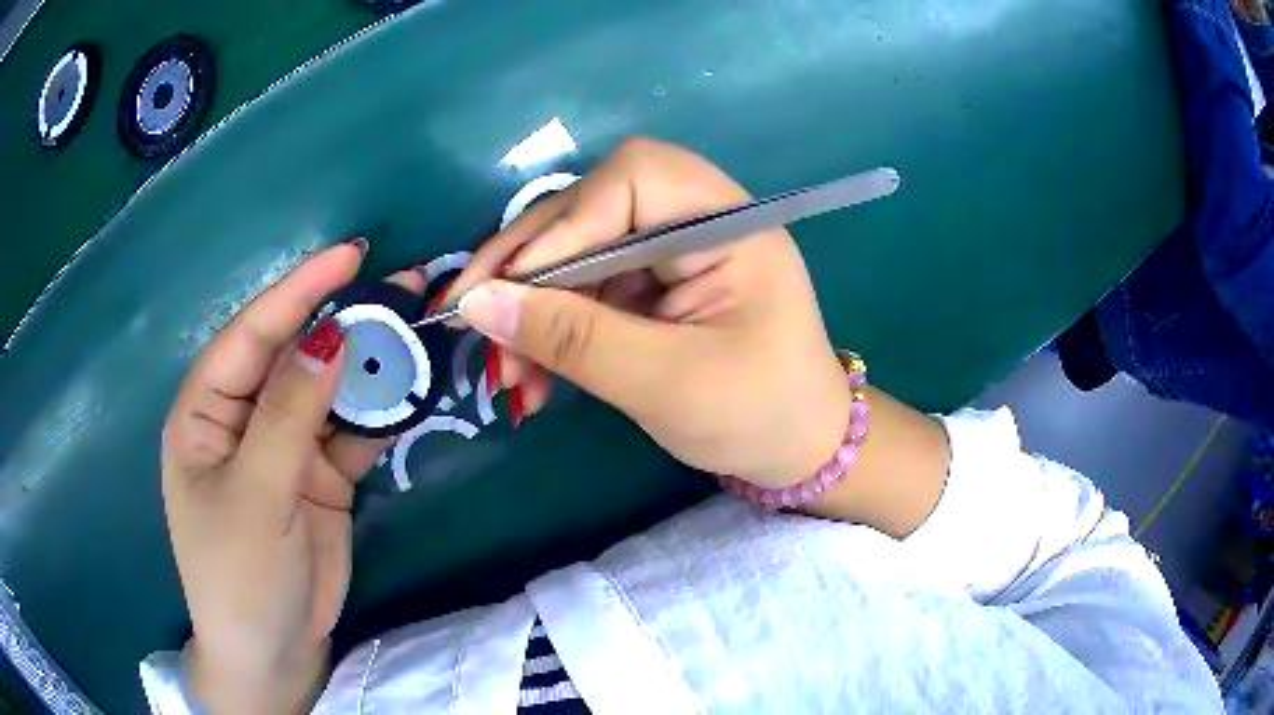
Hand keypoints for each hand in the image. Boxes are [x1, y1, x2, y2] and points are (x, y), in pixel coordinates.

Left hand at [160, 242, 425, 713]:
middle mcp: (243, 419)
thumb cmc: (239, 575)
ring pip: (329, 391)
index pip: (250, 336)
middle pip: (294, 356)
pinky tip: (411, 392)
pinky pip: (351, 432)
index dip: (297, 293)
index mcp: (205, 413)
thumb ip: (288, 416)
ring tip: (418, 333)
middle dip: (343, 321)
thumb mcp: (255, 496)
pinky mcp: (318, 476)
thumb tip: (329, 339)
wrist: (274, 651)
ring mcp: (283, 447)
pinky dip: (380, 414)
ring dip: (370, 367)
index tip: (349, 255)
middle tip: (403, 288)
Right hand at [445, 138, 852, 488]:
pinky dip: (553, 328)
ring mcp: (673, 253)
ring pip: (579, 254)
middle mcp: (697, 221)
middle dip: (529, 268)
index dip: (566, 224)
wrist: (799, 452)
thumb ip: (572, 339)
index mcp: (728, 224)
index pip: (633, 178)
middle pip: (594, 210)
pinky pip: (588, 289)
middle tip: (472, 318)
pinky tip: (531, 373)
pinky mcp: (654, 286)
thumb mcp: (665, 382)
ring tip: (503, 370)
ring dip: (532, 308)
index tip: (511, 289)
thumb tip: (477, 303)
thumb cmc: (758, 415)